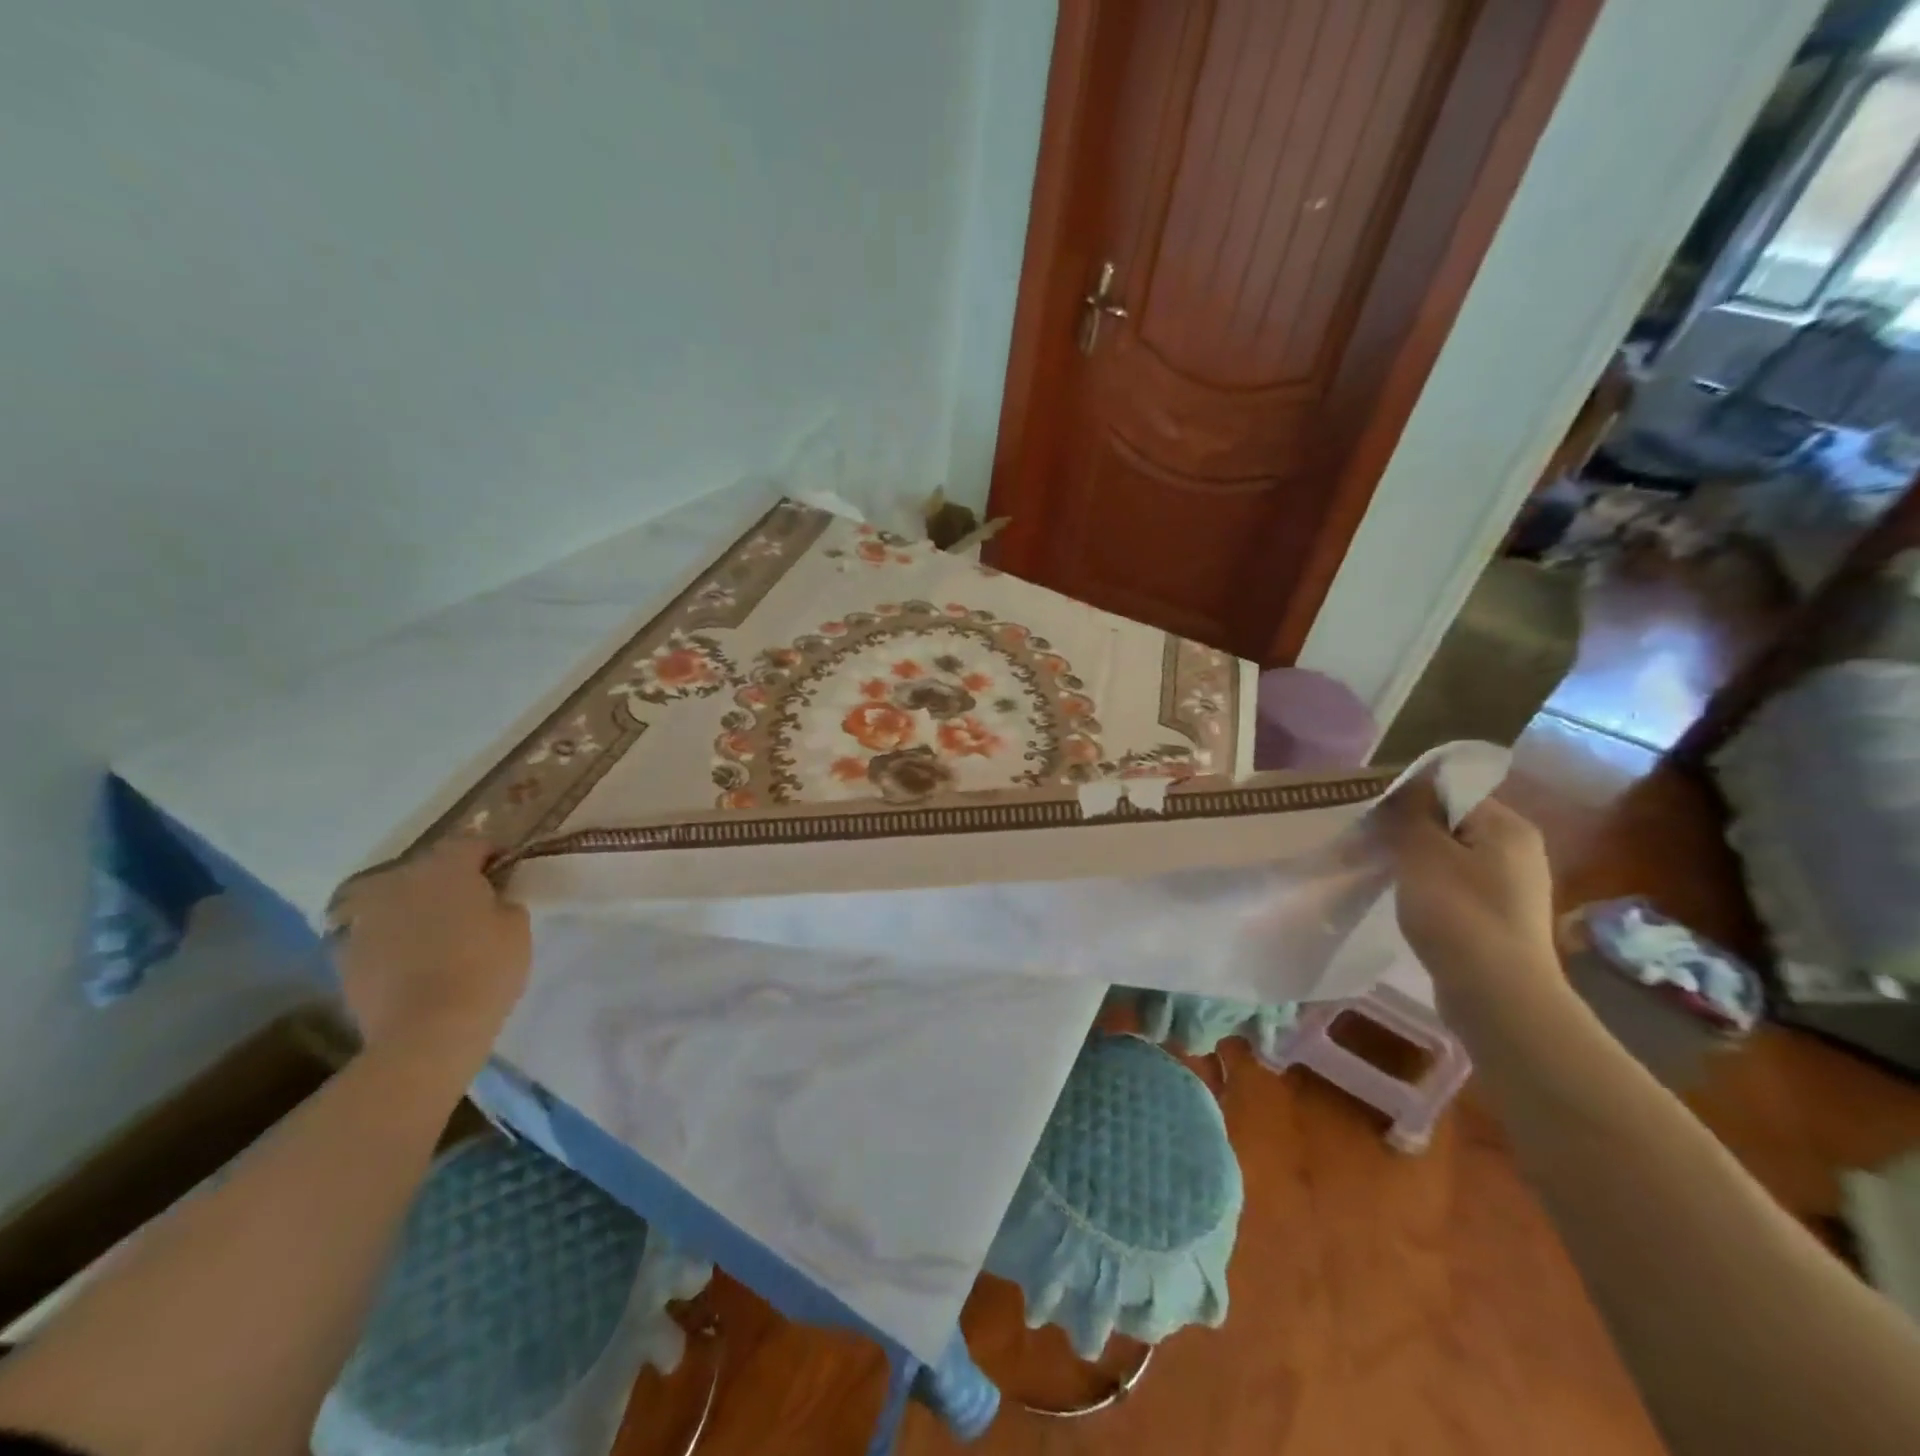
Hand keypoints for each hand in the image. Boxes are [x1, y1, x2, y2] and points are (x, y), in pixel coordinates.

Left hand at [328, 840, 531, 1071]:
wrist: (425, 1033)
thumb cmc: (485, 969)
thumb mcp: (517, 927)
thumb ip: (503, 900)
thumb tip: (490, 897)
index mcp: (445, 868)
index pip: (472, 843)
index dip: (492, 855)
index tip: (507, 873)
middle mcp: (398, 882)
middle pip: (429, 869)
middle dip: (451, 880)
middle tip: (475, 904)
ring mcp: (365, 918)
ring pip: (398, 900)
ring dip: (418, 908)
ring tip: (439, 934)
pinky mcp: (344, 954)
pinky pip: (377, 933)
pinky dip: (394, 939)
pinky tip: (412, 961)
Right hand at [1381, 779, 1561, 1006]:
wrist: (1497, 996)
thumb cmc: (1458, 914)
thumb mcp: (1422, 852)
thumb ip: (1411, 812)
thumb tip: (1409, 783)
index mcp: (1508, 826)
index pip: (1451, 791)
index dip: (1408, 798)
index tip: (1371, 814)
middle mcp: (1518, 850)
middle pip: (1451, 823)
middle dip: (1409, 830)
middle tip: (1369, 841)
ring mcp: (1512, 887)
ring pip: (1451, 857)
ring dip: (1416, 861)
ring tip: (1381, 871)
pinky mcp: (1499, 918)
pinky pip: (1456, 887)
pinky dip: (1429, 889)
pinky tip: (1407, 902)